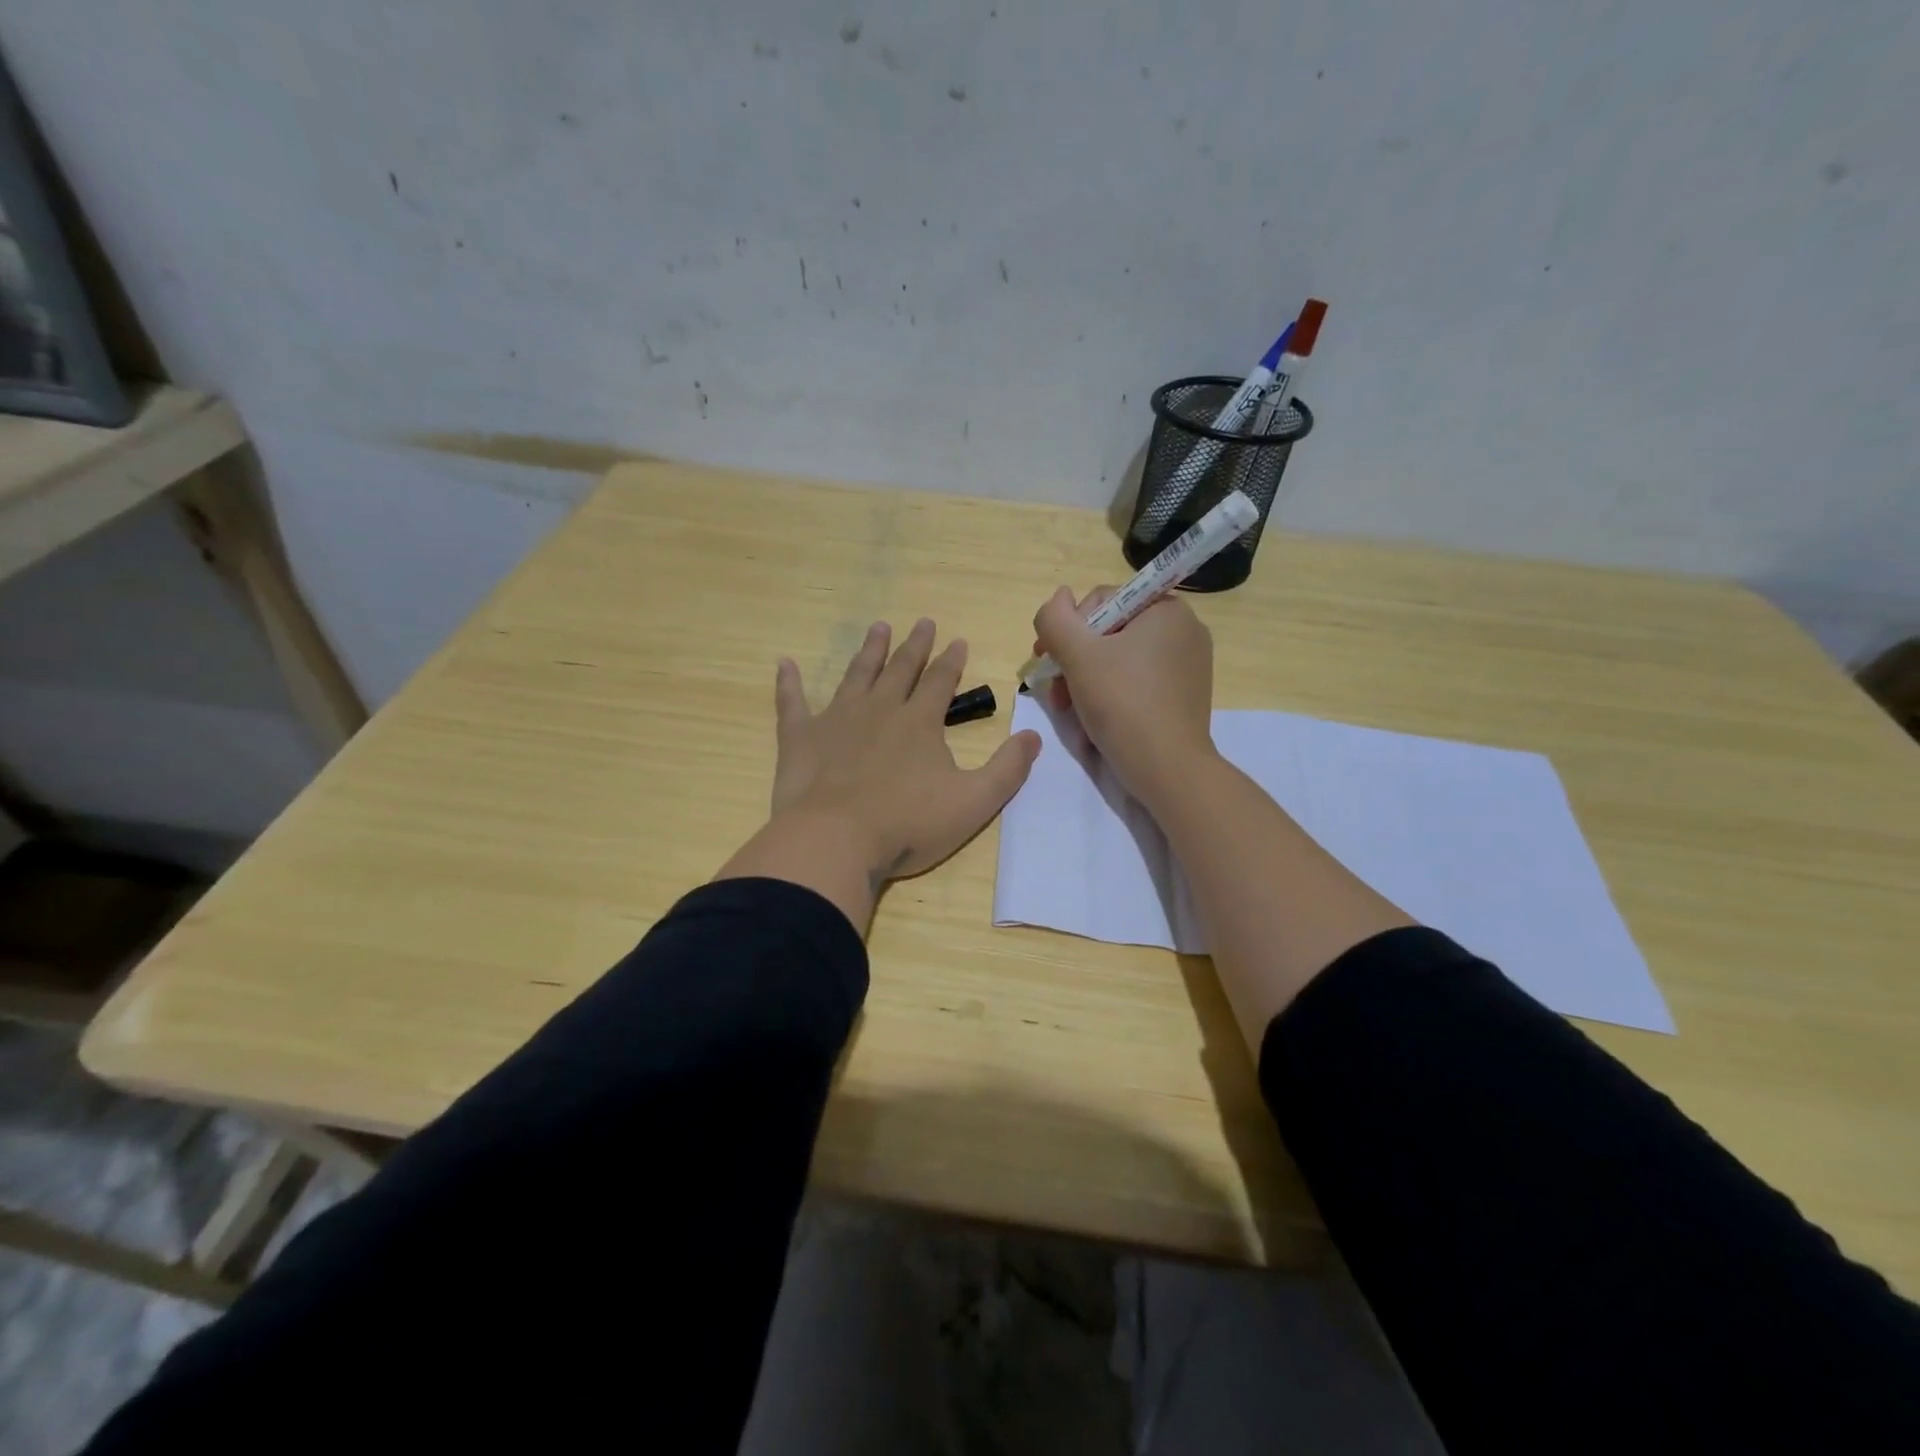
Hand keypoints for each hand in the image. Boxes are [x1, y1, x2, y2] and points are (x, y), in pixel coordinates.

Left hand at [717, 619, 1041, 929]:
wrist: (837, 841)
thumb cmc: (908, 825)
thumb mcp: (974, 802)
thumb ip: (1008, 769)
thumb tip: (1033, 737)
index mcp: (919, 723)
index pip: (940, 682)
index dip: (951, 661)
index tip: (957, 640)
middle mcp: (879, 710)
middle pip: (900, 669)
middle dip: (914, 646)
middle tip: (922, 622)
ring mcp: (837, 720)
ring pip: (856, 675)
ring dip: (869, 651)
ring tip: (878, 627)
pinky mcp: (800, 738)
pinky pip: (792, 703)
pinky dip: (788, 684)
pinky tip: (784, 664)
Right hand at [1032, 586, 1215, 807]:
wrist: (1168, 770)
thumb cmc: (1123, 704)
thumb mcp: (1078, 656)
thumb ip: (1056, 619)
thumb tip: (1058, 597)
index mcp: (1166, 609)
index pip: (1102, 601)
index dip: (1068, 629)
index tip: (1046, 659)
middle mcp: (1184, 630)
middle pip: (1109, 633)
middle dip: (1074, 662)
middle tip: (1055, 693)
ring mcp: (1187, 665)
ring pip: (1119, 661)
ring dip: (1085, 683)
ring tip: (1069, 712)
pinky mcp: (1184, 696)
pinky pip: (1137, 683)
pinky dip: (1111, 697)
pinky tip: (1094, 723)